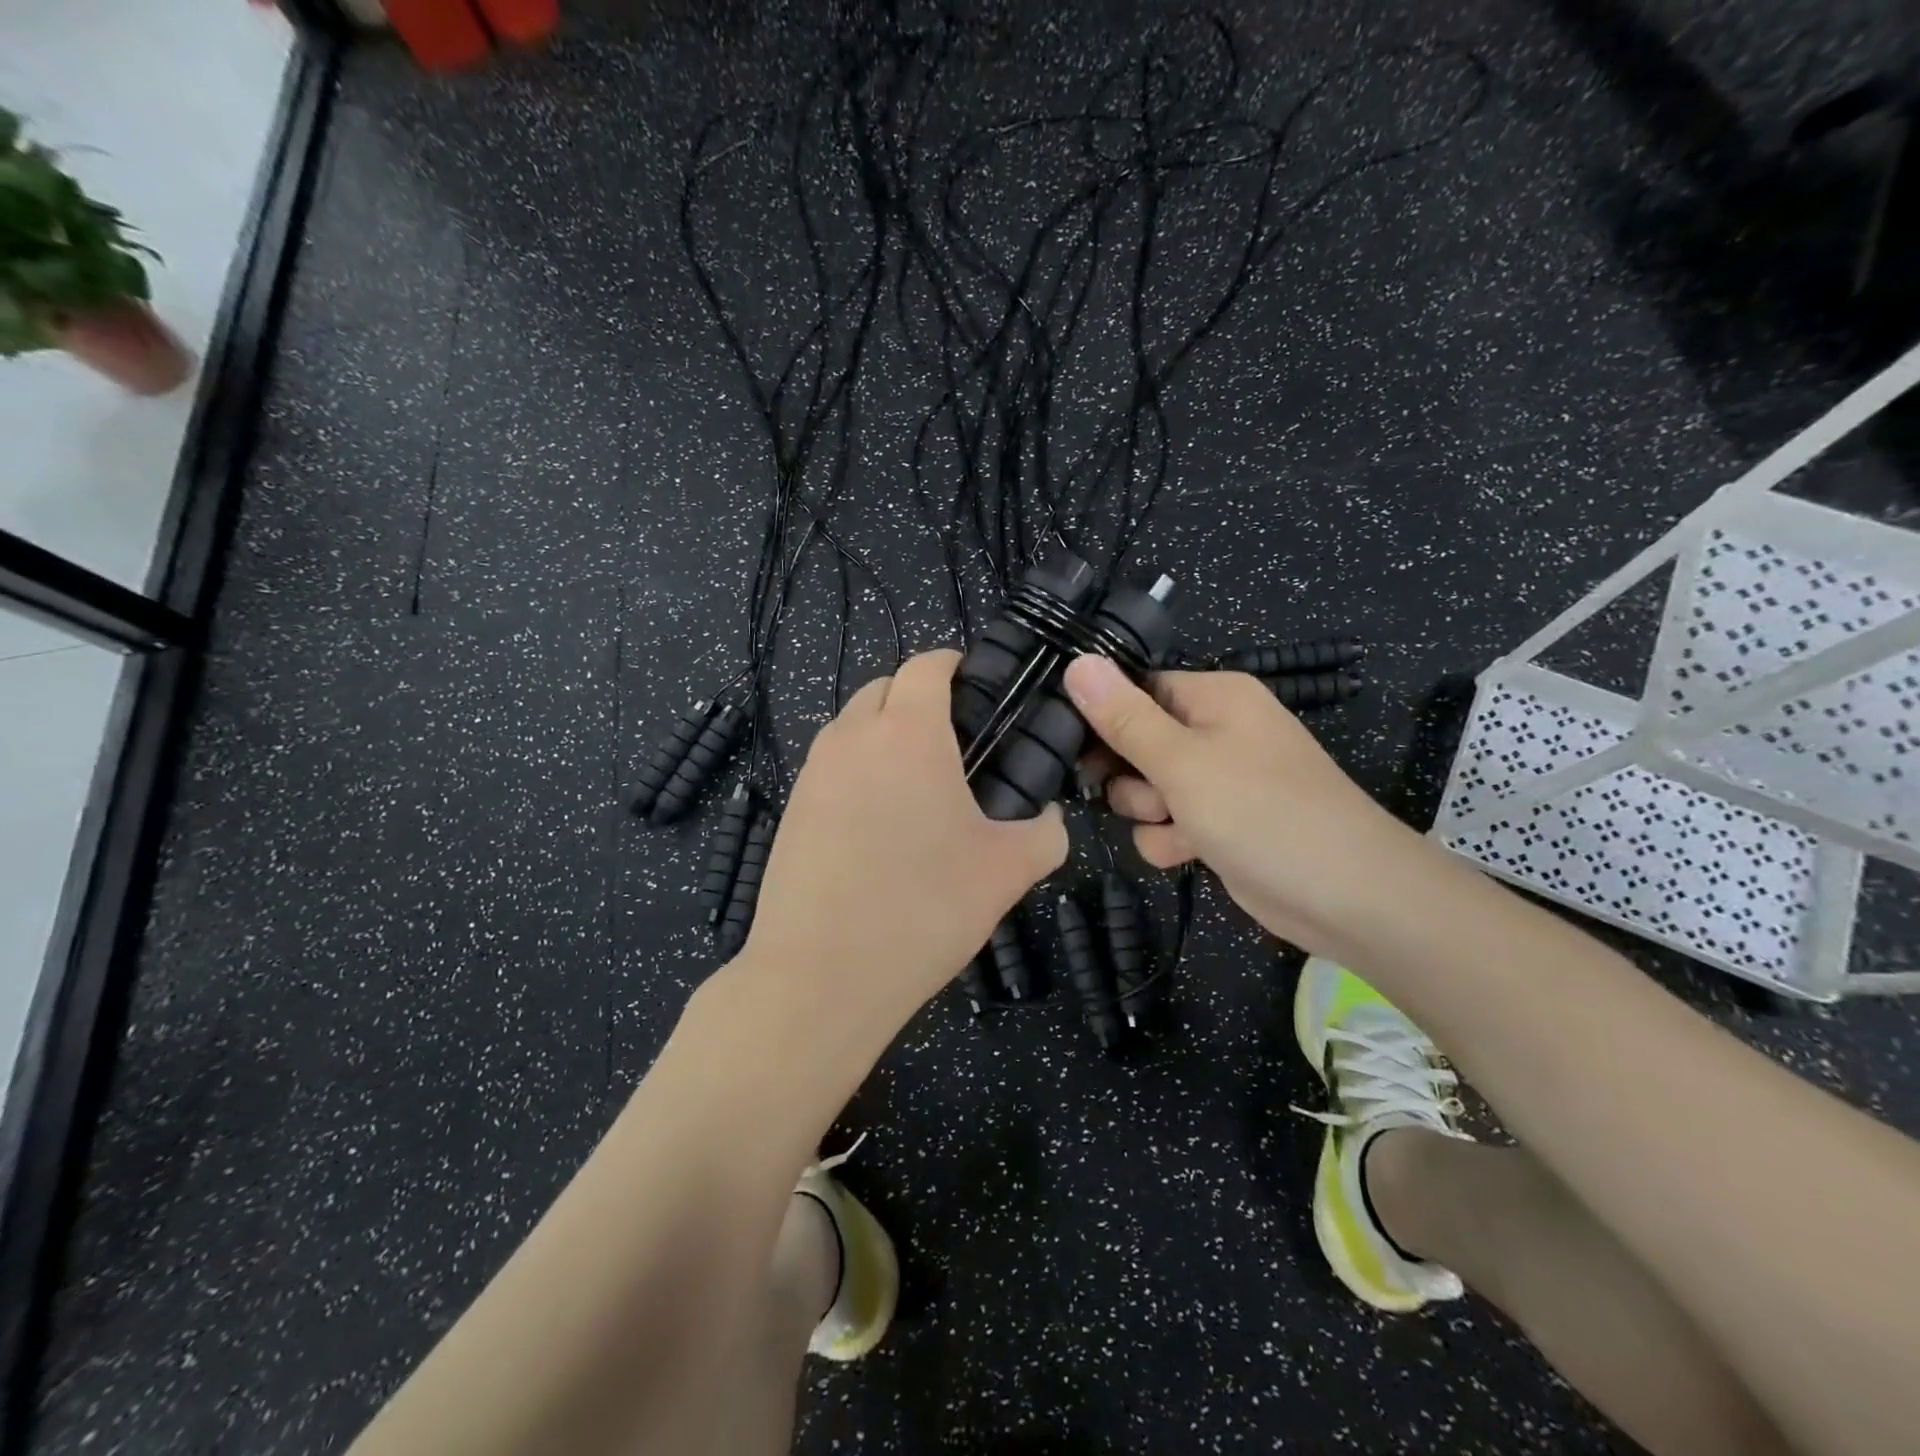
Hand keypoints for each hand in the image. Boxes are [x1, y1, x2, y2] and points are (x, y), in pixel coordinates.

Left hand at [740, 650, 1068, 1035]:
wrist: (820, 976)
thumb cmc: (924, 909)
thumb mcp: (1006, 871)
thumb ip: (1045, 833)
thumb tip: (1052, 820)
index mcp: (908, 733)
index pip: (927, 665)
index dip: (955, 664)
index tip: (978, 686)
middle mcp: (853, 737)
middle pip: (884, 688)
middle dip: (918, 696)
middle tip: (956, 741)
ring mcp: (814, 772)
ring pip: (852, 725)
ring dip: (883, 732)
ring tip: (917, 784)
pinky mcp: (791, 809)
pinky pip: (831, 766)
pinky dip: (857, 770)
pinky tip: (877, 823)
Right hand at [1062, 655, 1430, 958]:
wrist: (1346, 897)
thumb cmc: (1263, 812)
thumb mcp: (1181, 762)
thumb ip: (1124, 717)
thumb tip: (1077, 662)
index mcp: (1213, 697)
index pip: (1136, 690)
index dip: (1103, 718)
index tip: (1074, 747)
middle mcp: (1215, 732)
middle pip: (1134, 743)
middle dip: (1131, 776)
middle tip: (1148, 792)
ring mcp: (1218, 781)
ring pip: (1145, 790)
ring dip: (1149, 814)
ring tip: (1179, 825)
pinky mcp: (1219, 824)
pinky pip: (1167, 824)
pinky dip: (1170, 840)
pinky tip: (1190, 853)